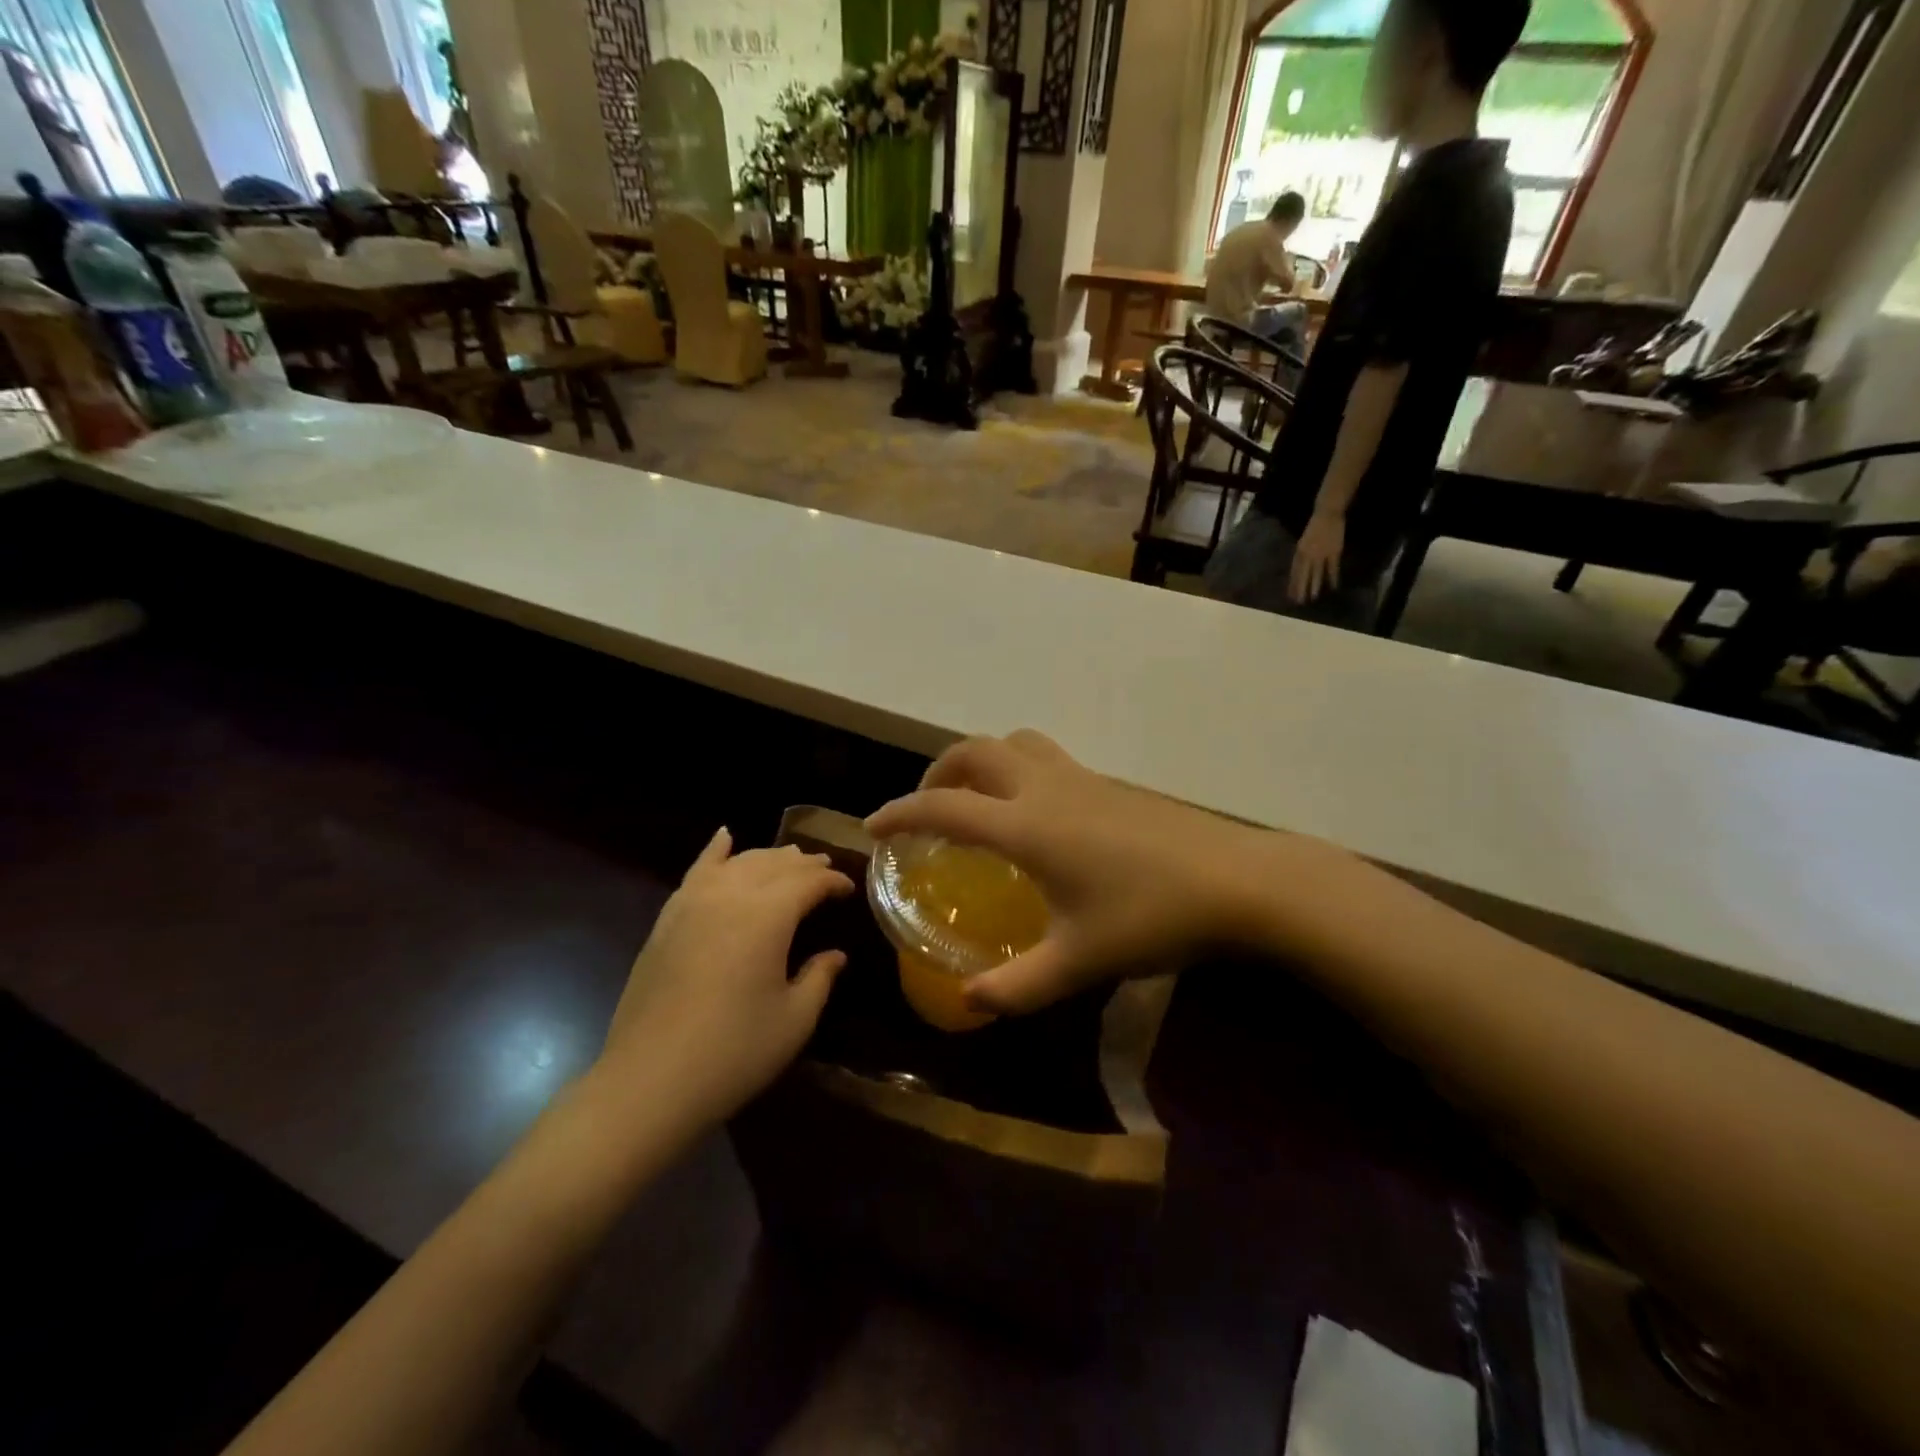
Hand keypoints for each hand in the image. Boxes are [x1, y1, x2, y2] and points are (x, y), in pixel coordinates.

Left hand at [596, 830, 852, 1126]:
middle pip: (774, 865)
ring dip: (768, 857)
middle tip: (824, 872)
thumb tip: (835, 955)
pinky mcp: (667, 920)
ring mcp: (692, 904)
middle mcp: (731, 896)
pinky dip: (714, 851)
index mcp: (768, 916)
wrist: (650, 1081)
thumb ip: (819, 978)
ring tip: (788, 860)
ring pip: (738, 862)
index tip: (850, 890)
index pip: (809, 882)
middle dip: (804, 865)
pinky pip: (696, 871)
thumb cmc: (734, 1052)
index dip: (833, 882)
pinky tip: (725, 837)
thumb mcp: (795, 1020)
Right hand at [865, 732, 1278, 1015]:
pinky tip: (1034, 815)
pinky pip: (1045, 758)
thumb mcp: (1080, 962)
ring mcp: (1080, 777)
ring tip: (975, 800)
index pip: (943, 807)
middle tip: (927, 809)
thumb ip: (1018, 987)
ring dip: (981, 761)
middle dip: (938, 773)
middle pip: (974, 751)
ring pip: (1013, 744)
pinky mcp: (1108, 782)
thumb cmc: (1151, 916)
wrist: (1237, 881)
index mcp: (1026, 825)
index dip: (900, 813)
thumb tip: (969, 1004)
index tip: (873, 828)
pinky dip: (1017, 769)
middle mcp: (1044, 787)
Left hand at [1288, 509, 1343, 603]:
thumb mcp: (1303, 541)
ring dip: (1314, 586)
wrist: (1327, 514)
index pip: (1294, 572)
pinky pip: (1333, 568)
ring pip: (1316, 573)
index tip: (1290, 596)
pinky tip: (1333, 586)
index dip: (1292, 584)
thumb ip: (1301, 554)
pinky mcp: (1334, 552)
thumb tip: (1299, 568)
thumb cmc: (1314, 527)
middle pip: (1303, 575)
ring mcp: (1321, 554)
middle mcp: (1308, 555)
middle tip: (1299, 602)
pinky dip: (1333, 577)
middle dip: (1301, 589)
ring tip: (1312, 598)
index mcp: (1299, 552)